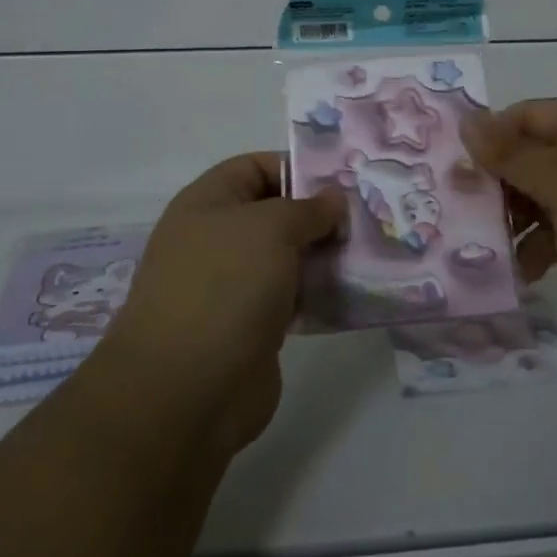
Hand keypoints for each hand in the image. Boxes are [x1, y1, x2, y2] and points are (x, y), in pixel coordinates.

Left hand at [104, 153, 344, 457]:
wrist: (187, 389)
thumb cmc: (226, 286)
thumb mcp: (272, 228)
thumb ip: (308, 208)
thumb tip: (333, 200)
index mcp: (208, 202)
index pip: (255, 166)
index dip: (297, 167)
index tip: (344, 181)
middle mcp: (216, 238)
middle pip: (275, 213)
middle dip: (319, 215)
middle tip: (366, 218)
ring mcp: (232, 285)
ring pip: (286, 257)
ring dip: (323, 256)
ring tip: (369, 252)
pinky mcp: (250, 326)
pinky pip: (290, 297)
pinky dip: (317, 293)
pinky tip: (352, 292)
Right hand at [463, 99, 556, 348]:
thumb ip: (510, 154)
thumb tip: (466, 121)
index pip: (525, 117)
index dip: (490, 137)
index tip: (454, 166)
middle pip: (527, 160)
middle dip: (495, 185)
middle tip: (458, 210)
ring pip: (536, 201)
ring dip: (510, 222)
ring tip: (481, 245)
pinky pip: (552, 237)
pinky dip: (534, 250)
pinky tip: (518, 270)